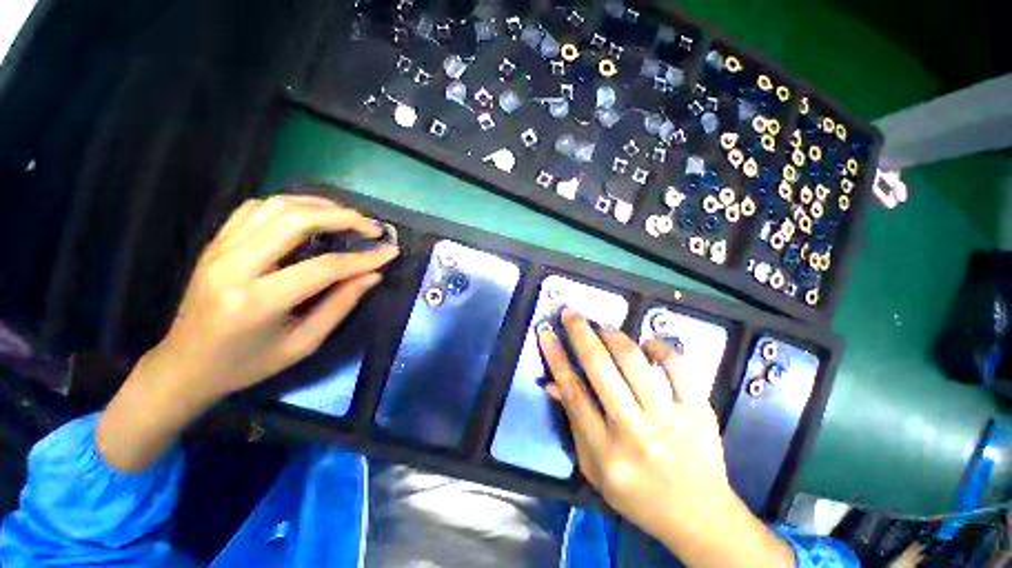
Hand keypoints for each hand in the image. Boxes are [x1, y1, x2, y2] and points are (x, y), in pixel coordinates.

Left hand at [153, 194, 398, 401]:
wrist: (185, 365)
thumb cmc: (247, 364)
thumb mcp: (303, 345)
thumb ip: (340, 305)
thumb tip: (373, 275)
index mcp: (258, 302)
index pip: (324, 267)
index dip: (364, 258)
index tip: (391, 252)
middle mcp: (235, 266)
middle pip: (296, 221)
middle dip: (343, 217)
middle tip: (372, 227)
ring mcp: (220, 249)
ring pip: (275, 206)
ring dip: (319, 205)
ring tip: (348, 217)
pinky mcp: (216, 243)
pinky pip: (255, 209)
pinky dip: (290, 205)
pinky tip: (310, 216)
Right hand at [538, 309, 792, 567]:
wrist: (699, 516)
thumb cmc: (638, 495)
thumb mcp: (593, 468)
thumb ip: (573, 423)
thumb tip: (553, 383)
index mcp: (605, 451)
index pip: (573, 391)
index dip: (556, 356)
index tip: (546, 332)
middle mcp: (634, 431)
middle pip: (599, 367)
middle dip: (580, 333)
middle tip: (570, 313)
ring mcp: (670, 418)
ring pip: (634, 360)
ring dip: (613, 335)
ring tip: (602, 327)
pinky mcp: (698, 410)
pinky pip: (677, 365)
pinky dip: (658, 346)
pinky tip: (647, 344)